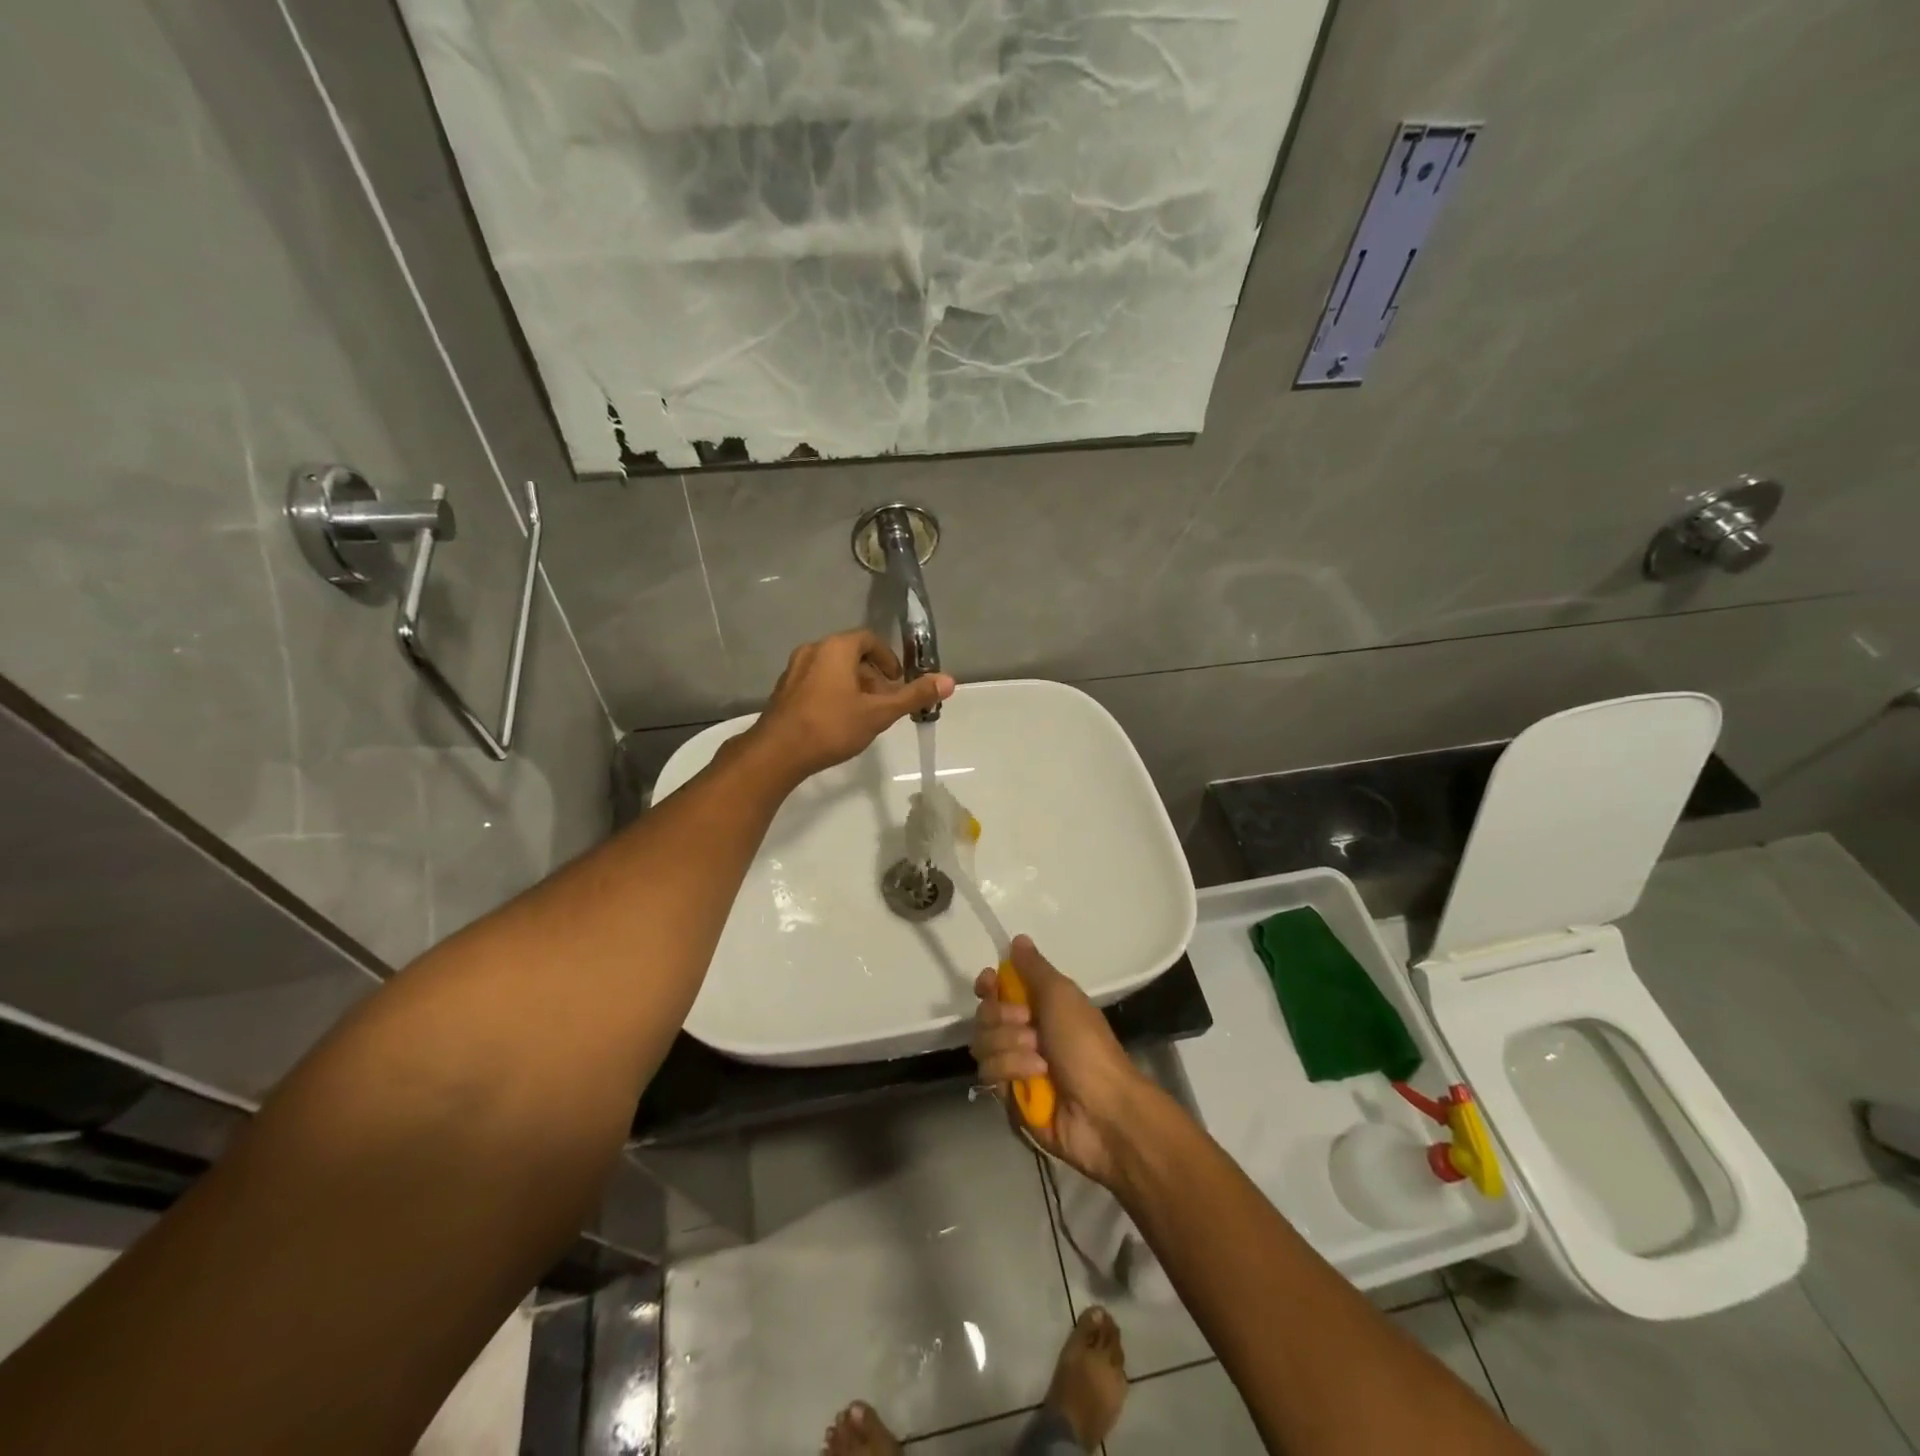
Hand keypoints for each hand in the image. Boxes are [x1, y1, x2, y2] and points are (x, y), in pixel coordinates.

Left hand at [750, 629, 953, 780]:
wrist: (777, 753)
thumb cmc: (831, 726)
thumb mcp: (878, 713)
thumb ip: (913, 696)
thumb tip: (949, 680)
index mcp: (835, 648)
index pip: (869, 639)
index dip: (888, 659)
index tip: (898, 682)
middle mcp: (812, 651)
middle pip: (851, 654)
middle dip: (872, 676)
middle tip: (885, 701)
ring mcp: (794, 671)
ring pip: (832, 670)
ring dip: (853, 686)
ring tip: (865, 714)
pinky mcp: (784, 691)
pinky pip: (816, 683)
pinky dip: (833, 693)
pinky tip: (838, 721)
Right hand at [970, 936, 1148, 1185]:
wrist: (1101, 1108)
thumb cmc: (1085, 1044)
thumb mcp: (1062, 995)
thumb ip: (1034, 968)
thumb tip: (1018, 938)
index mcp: (1039, 1006)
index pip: (997, 990)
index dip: (988, 986)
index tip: (989, 984)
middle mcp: (1022, 1033)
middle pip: (984, 1015)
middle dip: (1002, 1017)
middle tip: (1029, 1024)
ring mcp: (1014, 1066)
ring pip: (982, 1044)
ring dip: (1010, 1046)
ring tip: (1039, 1059)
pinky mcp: (1008, 1096)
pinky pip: (989, 1074)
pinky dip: (1012, 1070)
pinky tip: (1036, 1077)